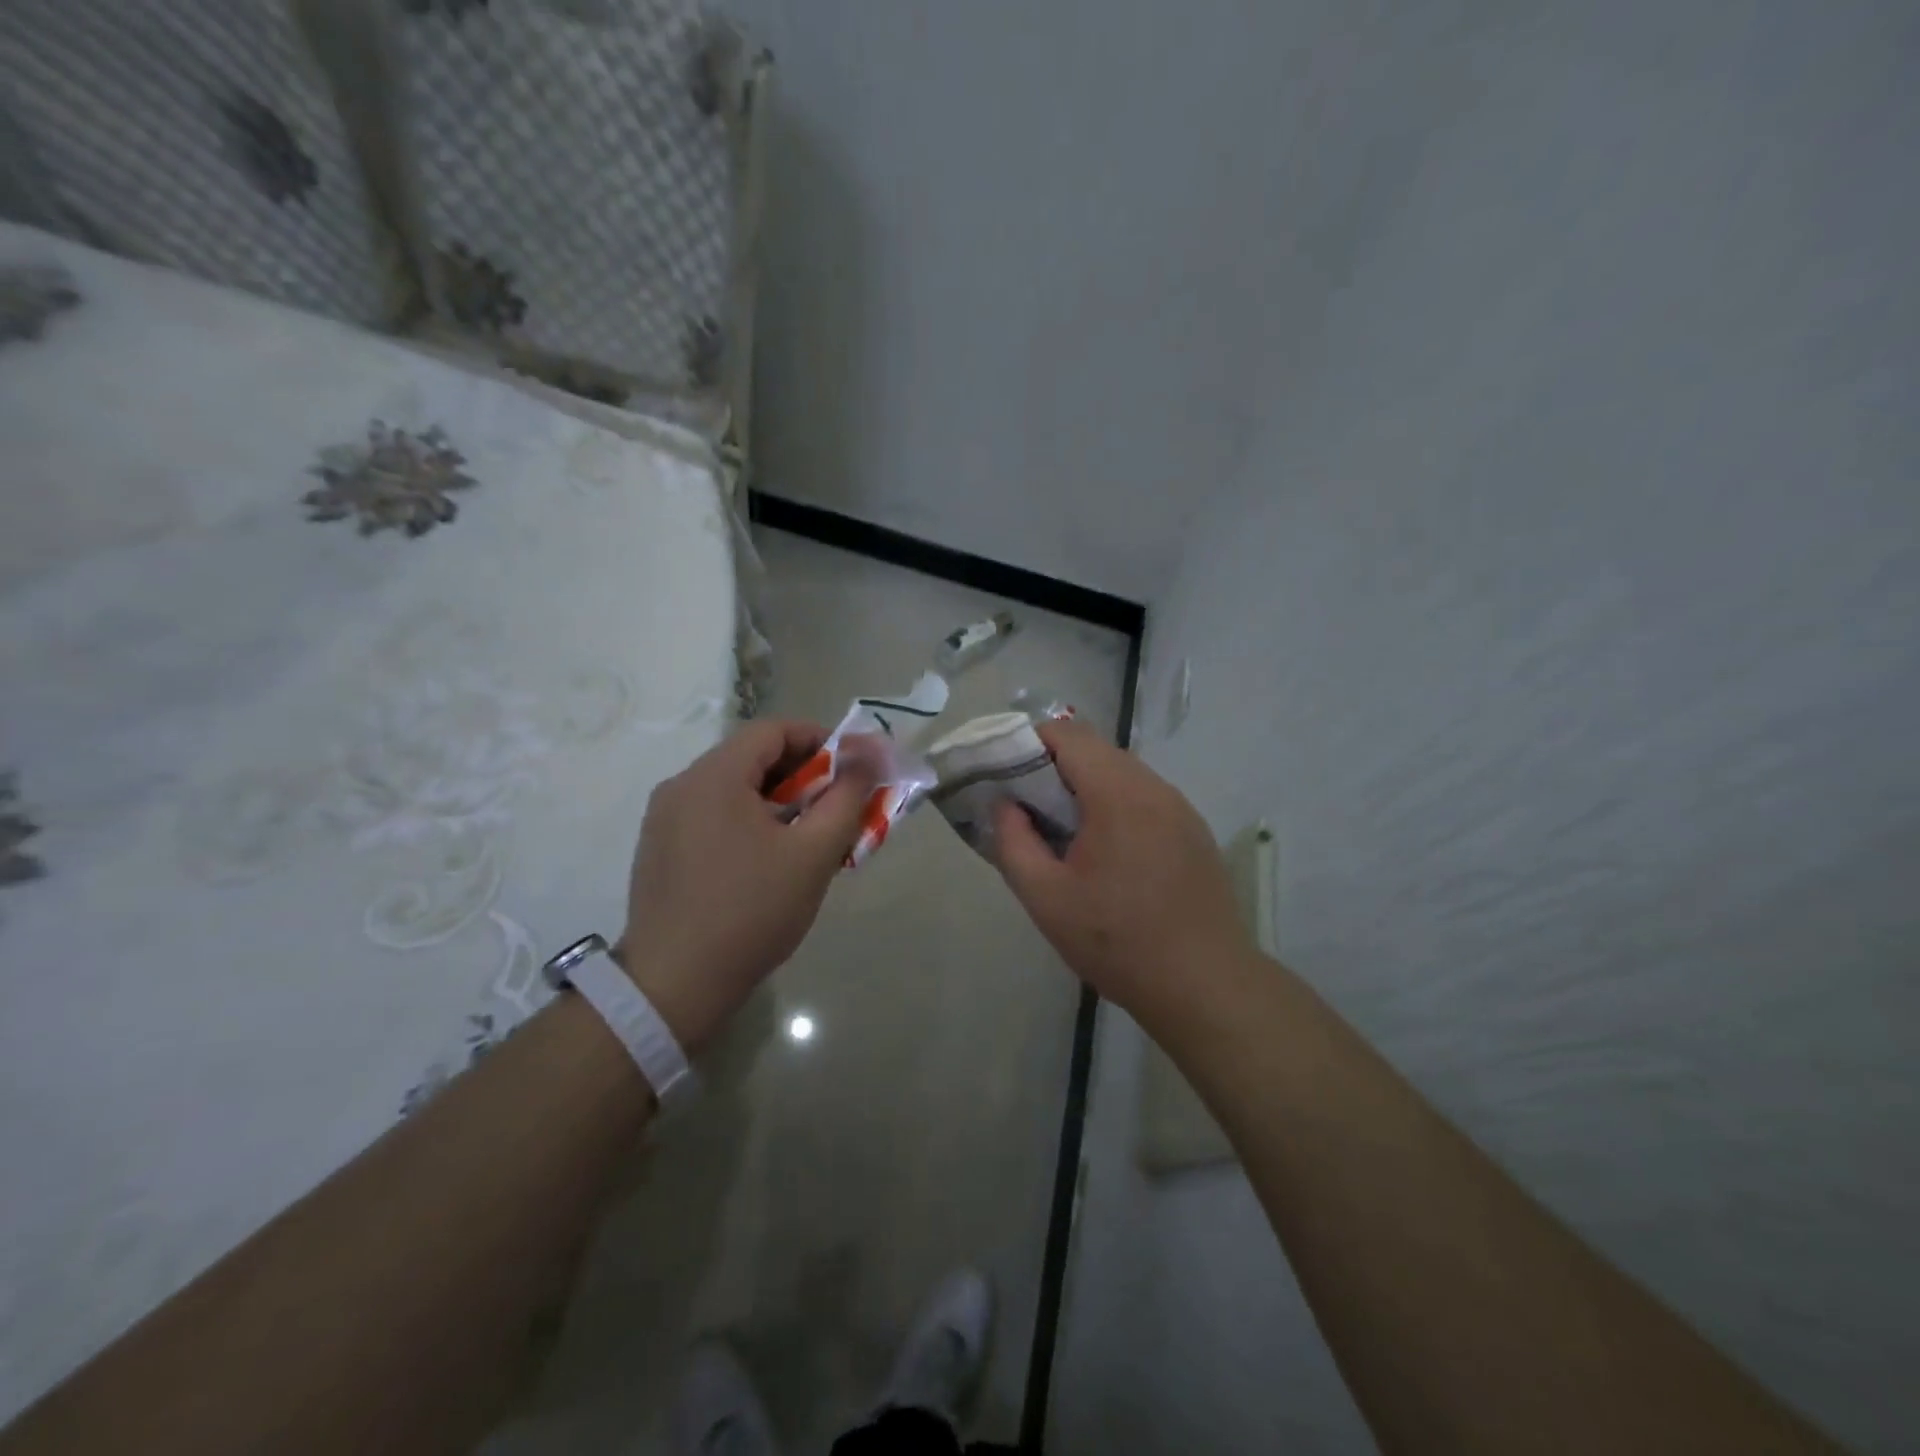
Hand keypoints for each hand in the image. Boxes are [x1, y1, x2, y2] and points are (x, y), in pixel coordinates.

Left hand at [616, 719, 876, 1052]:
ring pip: (733, 788)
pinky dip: (749, 820)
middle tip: (838, 807)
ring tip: (810, 836)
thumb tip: (869, 753)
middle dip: (804, 774)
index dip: (821, 740)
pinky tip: (770, 859)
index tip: (852, 770)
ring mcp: (664, 818)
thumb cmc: (751, 912)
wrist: (674, 986)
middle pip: (752, 757)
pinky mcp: (659, 848)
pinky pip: (713, 815)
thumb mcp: (813, 853)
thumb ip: (847, 796)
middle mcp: (681, 785)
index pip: (775, 730)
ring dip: (778, 800)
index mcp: (714, 776)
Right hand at [992, 719, 1251, 1015]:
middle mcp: (1154, 787)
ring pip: (1122, 773)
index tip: (1006, 777)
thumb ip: (1013, 842)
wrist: (1205, 985)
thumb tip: (1005, 805)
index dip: (1029, 744)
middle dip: (1055, 767)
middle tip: (1029, 809)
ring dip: (1087, 788)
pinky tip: (1108, 853)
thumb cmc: (1117, 941)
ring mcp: (1180, 808)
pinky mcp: (1194, 831)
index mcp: (1117, 793)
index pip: (1068, 734)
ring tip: (1066, 833)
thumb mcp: (1045, 898)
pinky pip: (1145, 798)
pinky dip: (1116, 806)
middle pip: (1096, 750)